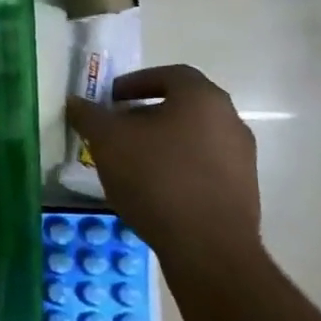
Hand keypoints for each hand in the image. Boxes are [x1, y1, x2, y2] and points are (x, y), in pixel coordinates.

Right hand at [66, 64, 261, 261]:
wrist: (207, 246)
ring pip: (193, 137)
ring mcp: (242, 157)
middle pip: (182, 106)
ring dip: (161, 142)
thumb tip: (76, 102)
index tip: (111, 98)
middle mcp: (230, 120)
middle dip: (145, 114)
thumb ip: (90, 116)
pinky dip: (177, 167)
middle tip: (116, 129)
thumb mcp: (107, 141)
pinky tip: (154, 189)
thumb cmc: (155, 178)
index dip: (136, 82)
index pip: (169, 74)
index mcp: (202, 98)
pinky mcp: (243, 190)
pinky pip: (203, 166)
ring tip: (131, 162)